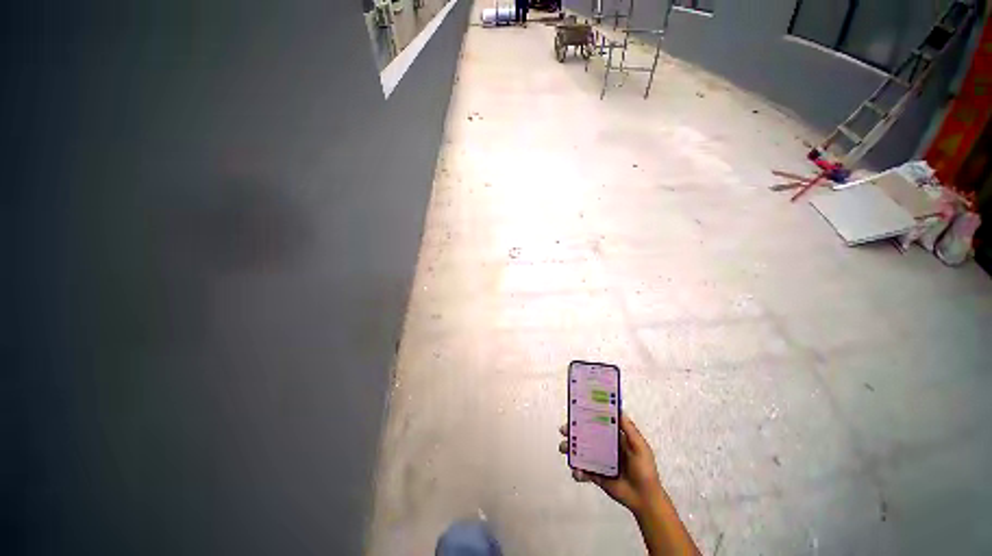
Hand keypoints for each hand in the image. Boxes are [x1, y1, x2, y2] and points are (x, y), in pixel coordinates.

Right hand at [558, 414, 667, 517]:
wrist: (646, 500)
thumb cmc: (645, 470)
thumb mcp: (641, 447)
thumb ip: (629, 430)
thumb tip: (618, 409)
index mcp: (614, 438)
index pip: (596, 424)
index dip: (585, 418)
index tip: (574, 413)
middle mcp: (604, 447)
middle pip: (585, 436)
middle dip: (572, 432)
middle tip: (564, 431)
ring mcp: (599, 462)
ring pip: (580, 452)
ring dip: (570, 450)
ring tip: (564, 450)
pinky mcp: (596, 476)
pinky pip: (583, 472)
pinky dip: (577, 472)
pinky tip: (578, 473)